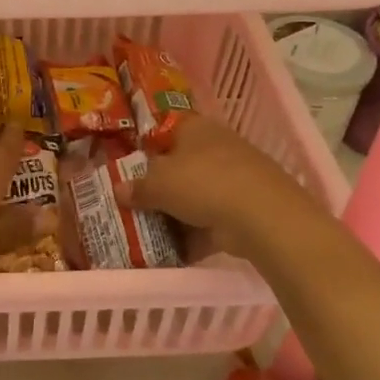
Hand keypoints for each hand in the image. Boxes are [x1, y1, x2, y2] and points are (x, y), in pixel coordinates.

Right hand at [114, 113, 322, 260]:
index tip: (128, 166)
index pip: (165, 129)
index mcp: (195, 128)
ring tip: (148, 231)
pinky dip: (194, 235)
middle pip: (180, 165)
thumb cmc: (202, 183)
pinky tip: (172, 252)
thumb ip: (137, 187)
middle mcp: (215, 147)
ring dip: (176, 213)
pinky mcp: (243, 209)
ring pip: (195, 194)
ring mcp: (233, 179)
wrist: (261, 216)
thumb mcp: (158, 183)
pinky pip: (210, 221)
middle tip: (133, 203)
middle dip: (159, 185)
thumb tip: (119, 190)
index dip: (146, 146)